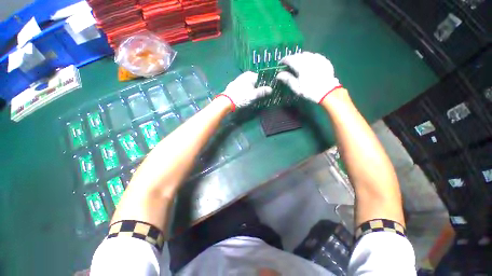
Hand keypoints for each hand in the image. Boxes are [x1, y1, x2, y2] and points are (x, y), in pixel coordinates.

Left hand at [217, 72, 271, 110]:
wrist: (226, 102)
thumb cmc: (241, 97)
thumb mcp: (253, 95)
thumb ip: (262, 91)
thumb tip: (271, 89)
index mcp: (250, 75)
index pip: (262, 77)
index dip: (266, 84)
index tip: (269, 91)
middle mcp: (244, 76)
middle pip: (256, 81)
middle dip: (260, 87)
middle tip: (263, 95)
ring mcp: (239, 80)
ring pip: (250, 85)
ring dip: (254, 90)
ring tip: (256, 97)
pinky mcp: (235, 86)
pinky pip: (245, 88)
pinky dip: (247, 91)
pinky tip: (248, 97)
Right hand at [276, 52, 341, 103]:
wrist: (327, 92)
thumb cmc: (310, 91)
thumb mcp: (297, 88)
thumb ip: (288, 79)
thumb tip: (278, 75)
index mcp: (301, 66)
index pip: (290, 59)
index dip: (284, 60)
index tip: (280, 64)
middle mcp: (309, 60)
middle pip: (298, 55)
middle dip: (292, 58)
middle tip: (289, 65)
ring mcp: (318, 59)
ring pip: (306, 54)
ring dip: (300, 57)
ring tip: (298, 63)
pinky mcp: (324, 60)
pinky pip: (314, 56)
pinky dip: (309, 58)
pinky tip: (309, 63)